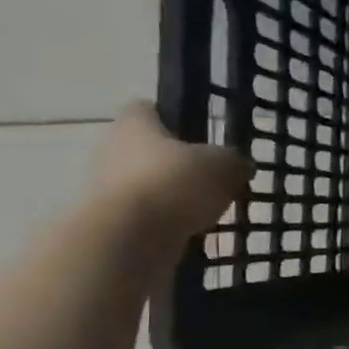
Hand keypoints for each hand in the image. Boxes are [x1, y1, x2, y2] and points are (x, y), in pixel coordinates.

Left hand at [92, 101, 248, 244]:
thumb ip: (235, 161)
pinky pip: (146, 216)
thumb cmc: (175, 184)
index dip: (174, 118)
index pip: (149, 109)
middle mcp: (113, 149)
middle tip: (212, 177)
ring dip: (173, 195)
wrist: (128, 239)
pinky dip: (167, 222)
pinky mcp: (111, 222)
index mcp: (134, 123)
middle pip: (149, 149)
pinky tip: (192, 232)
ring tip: (207, 210)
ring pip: (148, 184)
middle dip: (177, 163)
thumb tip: (241, 165)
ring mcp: (107, 187)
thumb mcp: (224, 165)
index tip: (200, 135)